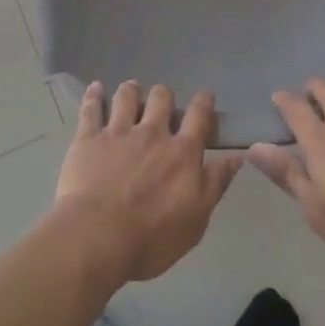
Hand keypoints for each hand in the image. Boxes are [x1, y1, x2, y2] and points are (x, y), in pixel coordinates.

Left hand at [53, 82, 241, 284]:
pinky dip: (94, 95)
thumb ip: (215, 183)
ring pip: (126, 97)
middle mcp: (151, 133)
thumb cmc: (152, 238)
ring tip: (131, 89)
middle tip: (161, 102)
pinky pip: (90, 108)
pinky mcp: (88, 138)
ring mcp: (118, 132)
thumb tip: (236, 156)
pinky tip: (95, 88)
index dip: (204, 102)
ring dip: (131, 90)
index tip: (205, 96)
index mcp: (181, 153)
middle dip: (164, 96)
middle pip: (161, 99)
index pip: (199, 117)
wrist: (98, 237)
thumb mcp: (197, 219)